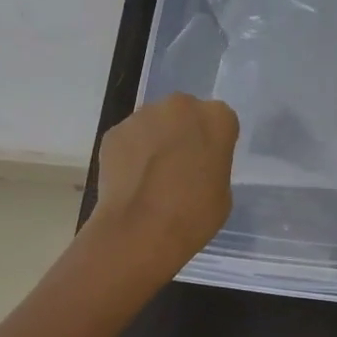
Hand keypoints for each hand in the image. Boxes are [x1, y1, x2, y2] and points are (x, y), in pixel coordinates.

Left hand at [88, 93, 238, 278]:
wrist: (141, 230)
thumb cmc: (194, 215)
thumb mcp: (222, 192)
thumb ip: (213, 166)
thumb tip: (197, 167)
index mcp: (216, 117)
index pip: (220, 121)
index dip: (213, 142)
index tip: (207, 162)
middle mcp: (181, 106)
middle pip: (184, 114)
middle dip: (182, 133)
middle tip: (178, 166)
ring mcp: (143, 115)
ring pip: (153, 124)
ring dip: (154, 141)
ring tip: (149, 177)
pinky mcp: (114, 131)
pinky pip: (128, 139)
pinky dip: (129, 154)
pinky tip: (130, 181)